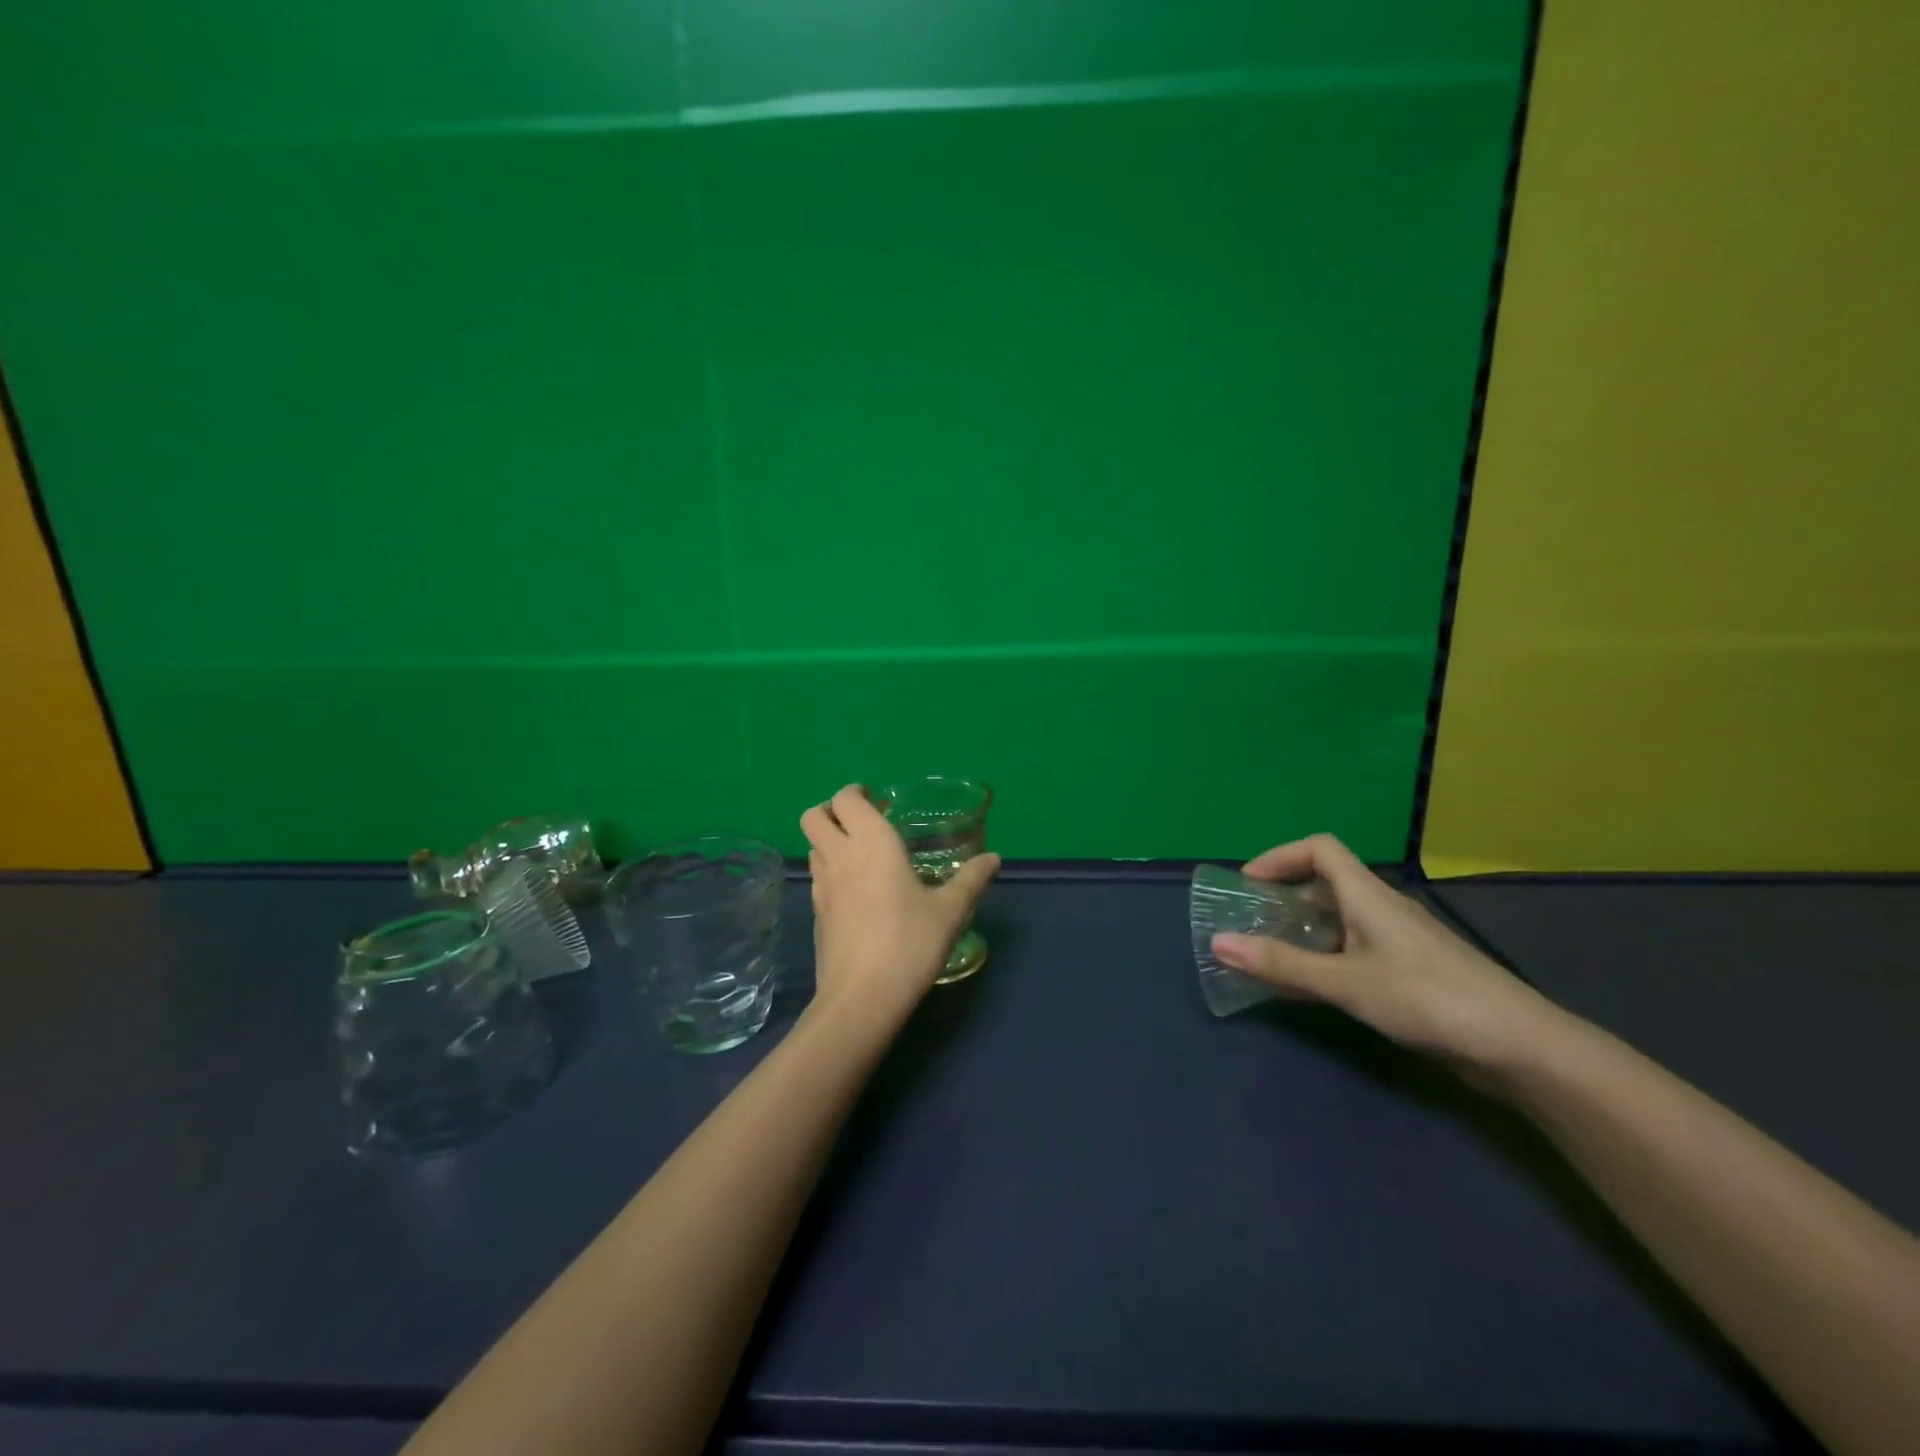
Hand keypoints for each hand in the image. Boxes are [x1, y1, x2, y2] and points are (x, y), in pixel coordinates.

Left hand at [800, 785, 1000, 1023]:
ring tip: (862, 856)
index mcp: (872, 843)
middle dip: (831, 810)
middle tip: (863, 823)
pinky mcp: (816, 914)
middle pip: (813, 816)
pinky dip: (831, 871)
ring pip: (812, 846)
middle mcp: (840, 856)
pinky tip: (857, 892)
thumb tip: (994, 858)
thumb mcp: (949, 912)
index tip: (878, 800)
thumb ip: (971, 880)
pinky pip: (818, 877)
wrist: (862, 997)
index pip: (846, 798)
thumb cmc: (909, 943)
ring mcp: (822, 886)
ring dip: (830, 840)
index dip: (856, 792)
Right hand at [1211, 834, 1564, 1076]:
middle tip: (1249, 924)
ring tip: (1268, 957)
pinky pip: (1352, 951)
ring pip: (1337, 921)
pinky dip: (1322, 960)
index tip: (1247, 884)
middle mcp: (1381, 908)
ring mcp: (1397, 941)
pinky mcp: (1409, 972)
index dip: (1279, 856)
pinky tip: (1307, 990)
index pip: (1319, 848)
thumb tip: (1218, 943)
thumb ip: (1281, 964)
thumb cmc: (1427, 998)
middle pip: (1324, 884)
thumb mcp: (1345, 982)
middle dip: (1282, 898)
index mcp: (1367, 894)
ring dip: (1300, 932)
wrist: (1519, 1047)